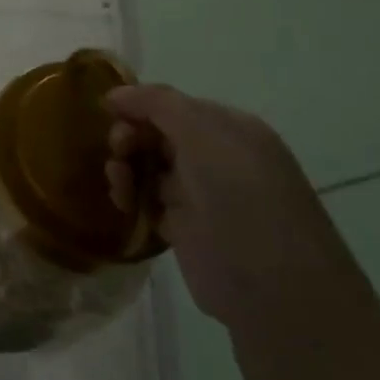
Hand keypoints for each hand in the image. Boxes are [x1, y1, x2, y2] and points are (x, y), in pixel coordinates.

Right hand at [105, 84, 352, 332]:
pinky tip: (123, 203)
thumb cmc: (241, 197)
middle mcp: (217, 158)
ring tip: (117, 182)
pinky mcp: (185, 229)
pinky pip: (147, 201)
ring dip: (125, 166)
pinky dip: (130, 197)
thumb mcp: (203, 134)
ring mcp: (201, 195)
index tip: (108, 112)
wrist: (272, 286)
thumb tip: (115, 93)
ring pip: (148, 167)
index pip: (173, 105)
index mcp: (230, 130)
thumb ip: (158, 103)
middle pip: (157, 134)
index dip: (139, 105)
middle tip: (117, 150)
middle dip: (130, 136)